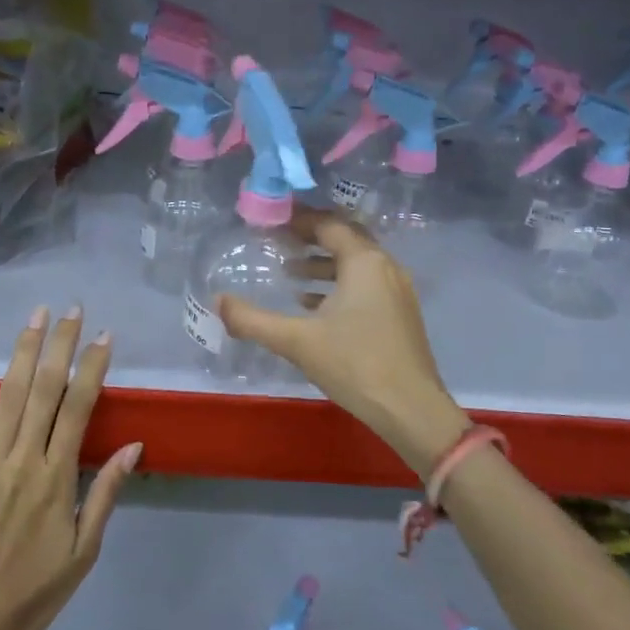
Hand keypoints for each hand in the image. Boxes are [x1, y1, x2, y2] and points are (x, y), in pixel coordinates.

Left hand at [0, 306, 140, 629]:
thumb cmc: (32, 593)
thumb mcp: (83, 552)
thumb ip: (105, 494)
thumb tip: (134, 447)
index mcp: (57, 478)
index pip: (79, 409)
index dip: (93, 369)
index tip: (103, 337)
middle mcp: (23, 460)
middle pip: (46, 391)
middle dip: (60, 346)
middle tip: (72, 310)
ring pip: (9, 397)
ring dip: (24, 352)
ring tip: (36, 317)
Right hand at [217, 209, 470, 476]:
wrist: (411, 409)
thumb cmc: (354, 364)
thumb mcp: (297, 341)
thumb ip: (253, 320)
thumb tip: (217, 301)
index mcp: (364, 262)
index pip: (329, 225)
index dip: (300, 220)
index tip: (274, 220)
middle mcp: (386, 267)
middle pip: (346, 239)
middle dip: (312, 238)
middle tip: (279, 241)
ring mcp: (398, 291)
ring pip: (357, 264)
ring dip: (324, 264)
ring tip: (290, 275)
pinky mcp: (401, 314)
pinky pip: (367, 285)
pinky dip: (340, 286)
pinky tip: (314, 306)